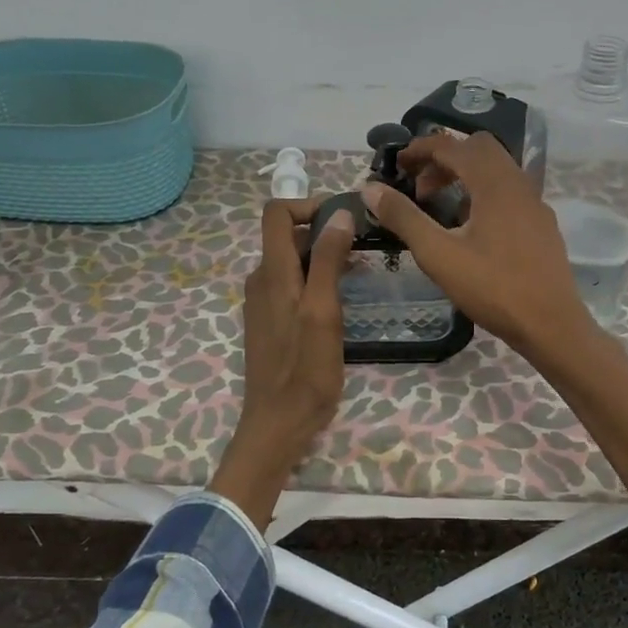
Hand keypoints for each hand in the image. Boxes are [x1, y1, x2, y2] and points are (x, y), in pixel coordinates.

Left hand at [208, 200, 356, 530]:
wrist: (278, 423)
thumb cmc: (305, 370)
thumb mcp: (323, 312)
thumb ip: (327, 260)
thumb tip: (339, 214)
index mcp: (271, 272)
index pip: (276, 212)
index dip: (309, 204)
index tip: (346, 217)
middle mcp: (261, 280)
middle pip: (288, 236)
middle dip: (325, 233)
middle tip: (365, 249)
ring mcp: (264, 303)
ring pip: (293, 263)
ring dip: (324, 259)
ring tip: (360, 275)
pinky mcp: (271, 322)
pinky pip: (292, 286)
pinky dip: (316, 282)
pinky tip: (340, 303)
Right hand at [359, 132, 590, 359]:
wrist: (551, 325)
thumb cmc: (493, 288)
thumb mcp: (438, 255)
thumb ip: (404, 218)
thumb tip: (371, 189)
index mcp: (494, 183)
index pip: (452, 146)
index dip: (419, 150)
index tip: (396, 165)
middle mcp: (519, 183)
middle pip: (478, 150)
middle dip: (444, 159)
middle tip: (420, 189)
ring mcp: (535, 204)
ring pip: (497, 170)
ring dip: (465, 176)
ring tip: (441, 209)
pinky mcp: (542, 225)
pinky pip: (510, 192)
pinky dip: (484, 194)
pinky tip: (472, 230)